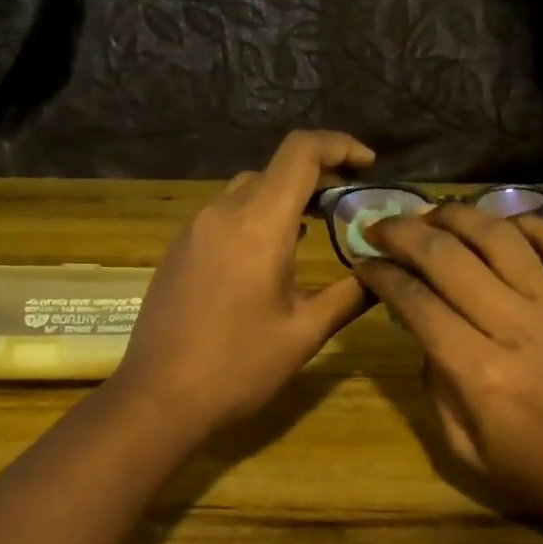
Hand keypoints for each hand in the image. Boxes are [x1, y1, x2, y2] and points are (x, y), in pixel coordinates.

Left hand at [109, 130, 374, 439]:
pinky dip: (257, 215)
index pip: (301, 153)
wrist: (158, 399)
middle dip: (319, 175)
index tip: (369, 165)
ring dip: (285, 196)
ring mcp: (195, 229)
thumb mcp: (305, 334)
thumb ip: (350, 295)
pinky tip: (271, 253)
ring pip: (248, 189)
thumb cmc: (238, 367)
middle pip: (276, 168)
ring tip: (316, 225)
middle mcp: (223, 214)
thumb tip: (384, 274)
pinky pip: (225, 213)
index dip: (339, 145)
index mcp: (259, 225)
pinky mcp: (180, 249)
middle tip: (350, 204)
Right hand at [355, 204, 542, 535]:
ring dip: (457, 216)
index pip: (416, 303)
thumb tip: (426, 338)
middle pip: (447, 257)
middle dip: (403, 233)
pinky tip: (501, 224)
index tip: (364, 263)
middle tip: (381, 225)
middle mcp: (515, 326)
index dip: (382, 276)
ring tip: (432, 213)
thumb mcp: (468, 452)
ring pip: (499, 237)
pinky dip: (527, 223)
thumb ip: (437, 390)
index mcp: (478, 372)